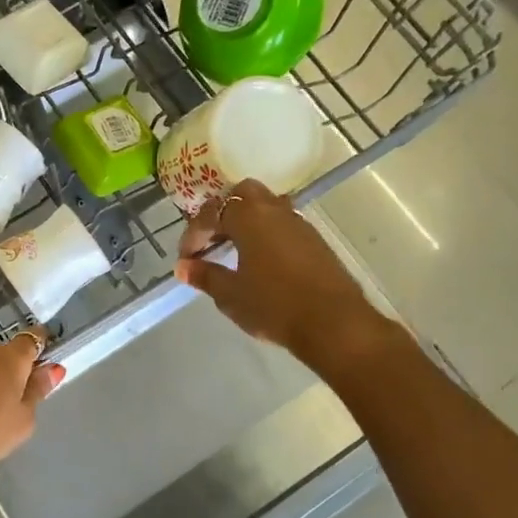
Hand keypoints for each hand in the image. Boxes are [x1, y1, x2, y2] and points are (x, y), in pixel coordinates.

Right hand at [174, 180, 385, 365]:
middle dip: (223, 213)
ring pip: (266, 206)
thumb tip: (183, 267)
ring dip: (246, 222)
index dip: (193, 234)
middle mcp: (274, 210)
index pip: (212, 212)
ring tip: (234, 251)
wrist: (334, 323)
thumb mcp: (231, 295)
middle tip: (212, 241)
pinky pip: (282, 224)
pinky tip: (260, 262)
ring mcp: (299, 223)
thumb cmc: (274, 306)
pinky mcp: (315, 240)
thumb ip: (205, 276)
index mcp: (249, 217)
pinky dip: (265, 233)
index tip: (187, 259)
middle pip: (243, 194)